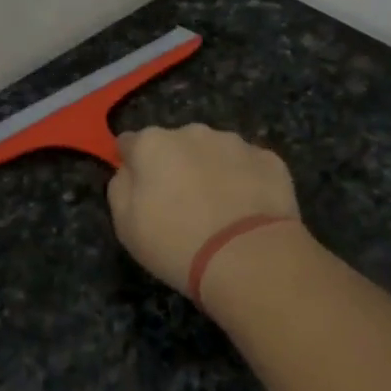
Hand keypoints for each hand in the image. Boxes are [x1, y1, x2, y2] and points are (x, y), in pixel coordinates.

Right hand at [106, 125, 302, 295]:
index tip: (139, 189)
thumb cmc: (177, 244)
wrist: (249, 257)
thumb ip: (120, 187)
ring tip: (220, 210)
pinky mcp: (269, 159)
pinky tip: (248, 211)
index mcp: (153, 144)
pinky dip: (246, 181)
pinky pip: (249, 166)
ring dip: (212, 170)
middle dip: (176, 166)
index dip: (133, 164)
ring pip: (215, 151)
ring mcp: (235, 143)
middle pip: (176, 145)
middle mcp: (193, 132)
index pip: (130, 143)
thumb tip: (129, 170)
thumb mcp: (126, 226)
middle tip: (182, 205)